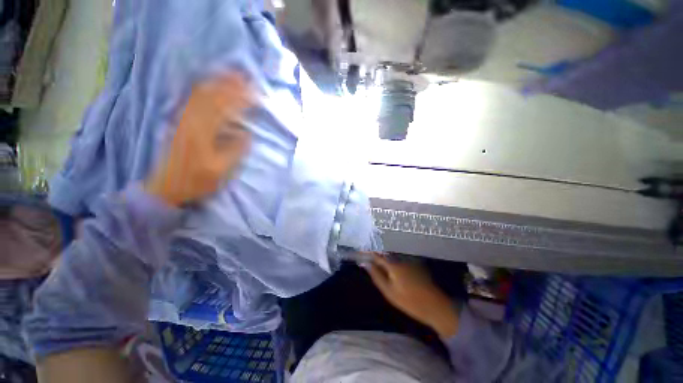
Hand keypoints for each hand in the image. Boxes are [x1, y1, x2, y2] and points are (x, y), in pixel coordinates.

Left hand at [146, 74, 252, 206]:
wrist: (166, 186)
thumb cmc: (196, 180)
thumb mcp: (220, 170)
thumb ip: (235, 151)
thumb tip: (247, 134)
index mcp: (202, 133)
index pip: (224, 109)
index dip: (240, 99)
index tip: (255, 95)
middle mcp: (191, 121)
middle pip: (211, 97)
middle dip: (230, 86)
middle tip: (247, 79)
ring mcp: (184, 120)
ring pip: (201, 95)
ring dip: (218, 84)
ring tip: (232, 76)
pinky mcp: (181, 122)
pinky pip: (192, 101)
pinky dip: (204, 90)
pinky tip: (211, 86)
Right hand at [366, 253, 459, 338]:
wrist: (435, 306)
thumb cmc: (410, 301)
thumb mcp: (389, 291)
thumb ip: (376, 275)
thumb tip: (365, 264)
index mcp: (394, 263)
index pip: (377, 254)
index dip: (367, 252)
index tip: (360, 253)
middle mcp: (401, 256)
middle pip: (384, 251)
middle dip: (375, 252)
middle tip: (366, 256)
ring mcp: (409, 258)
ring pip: (392, 253)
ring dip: (383, 254)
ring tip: (375, 258)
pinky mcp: (415, 261)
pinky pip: (399, 256)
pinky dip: (392, 257)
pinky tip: (389, 263)